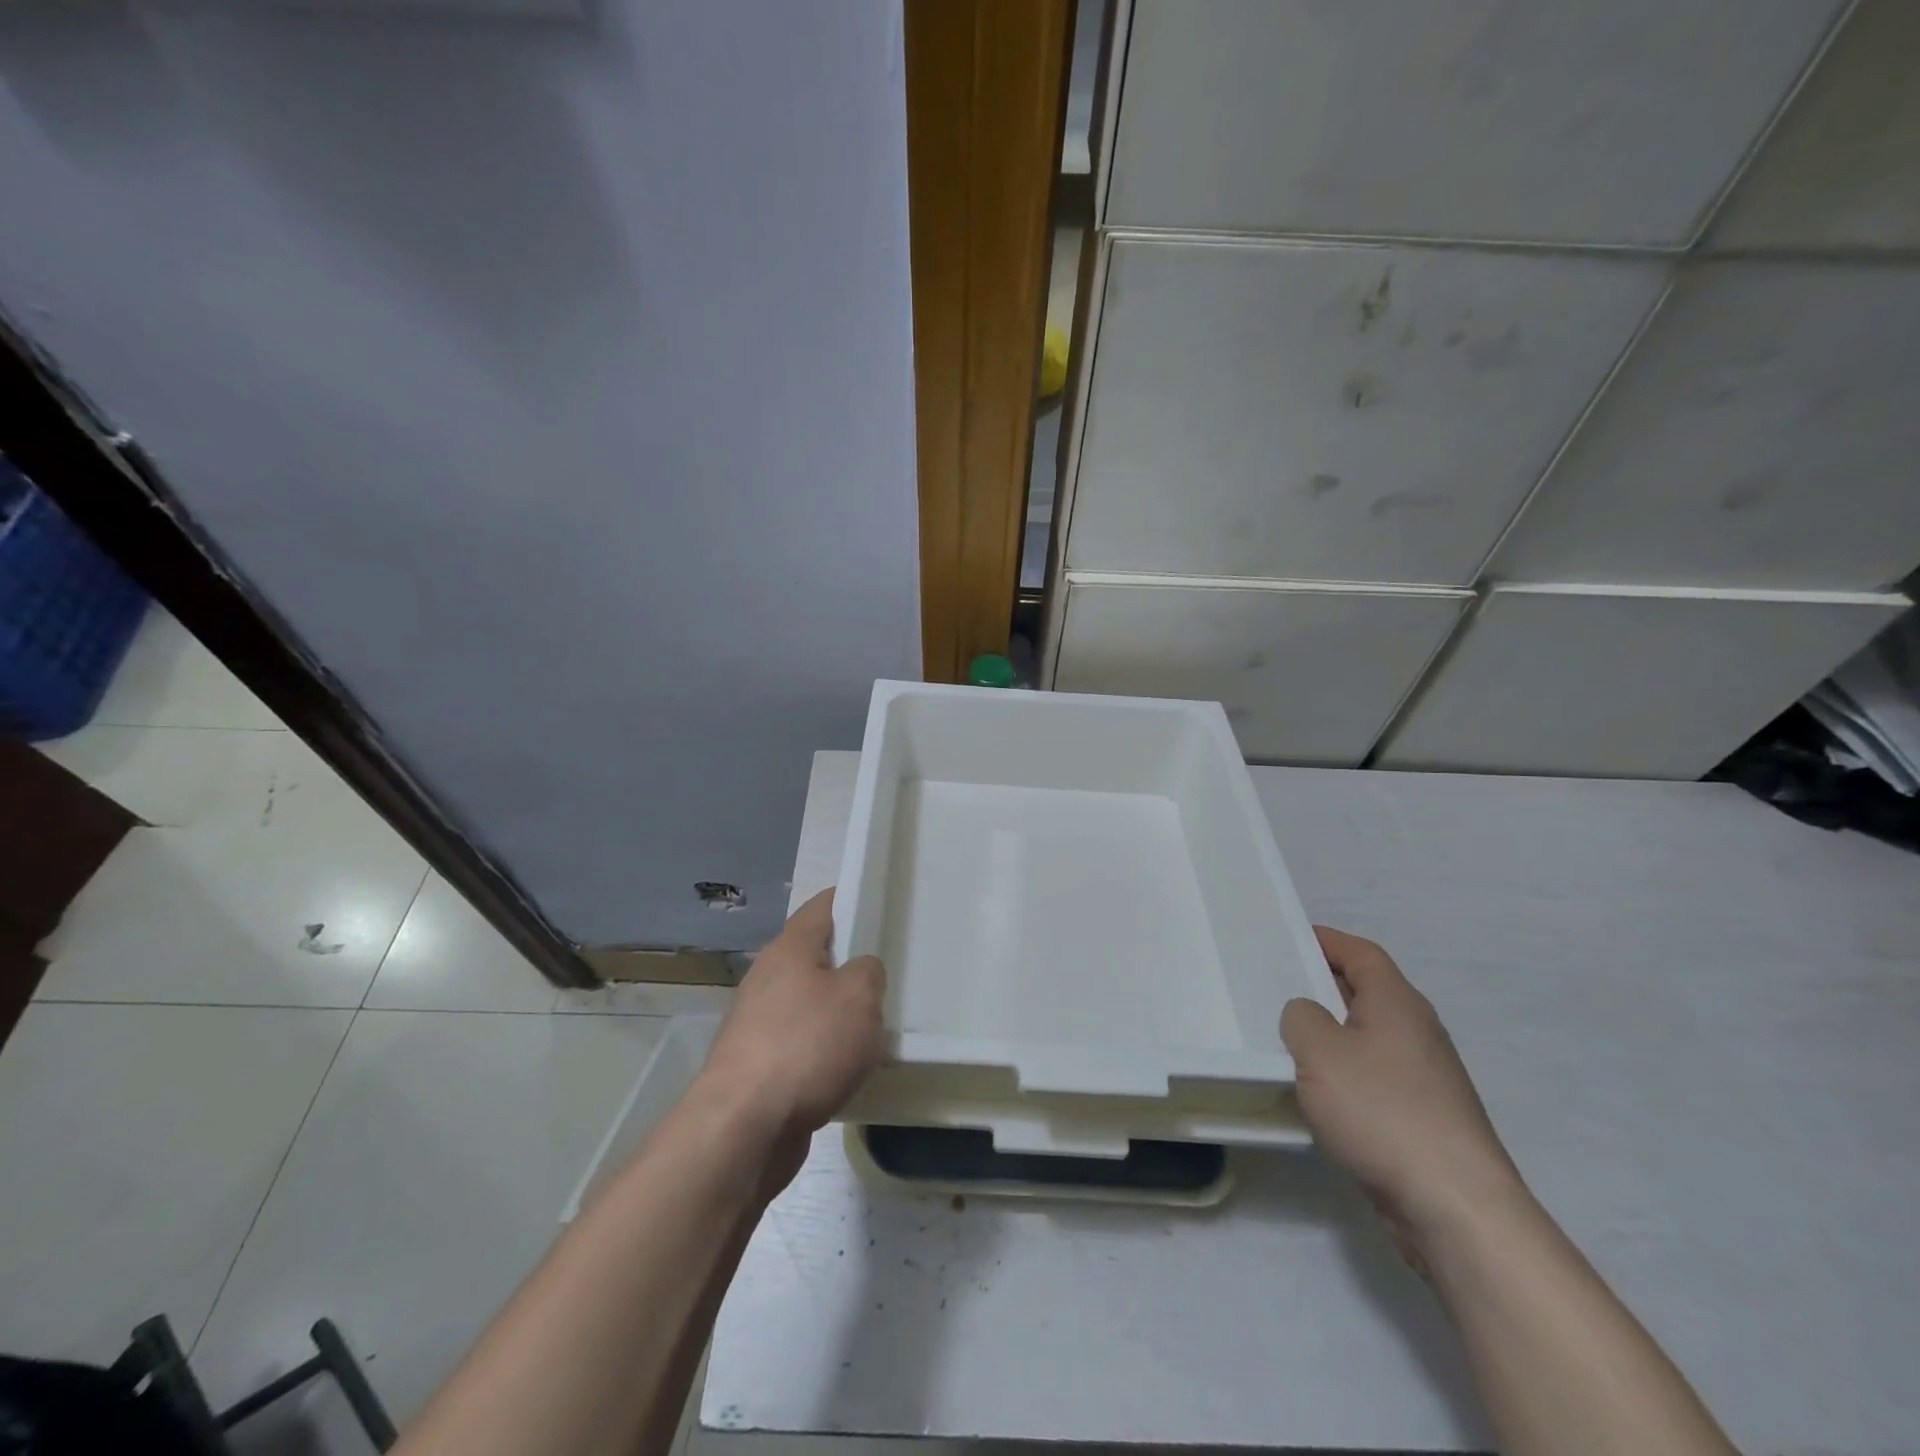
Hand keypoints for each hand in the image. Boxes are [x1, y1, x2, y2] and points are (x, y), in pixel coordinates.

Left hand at [697, 889, 885, 1170]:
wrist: (743, 1127)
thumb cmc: (806, 1046)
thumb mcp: (859, 997)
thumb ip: (869, 971)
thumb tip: (860, 972)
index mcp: (789, 949)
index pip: (823, 905)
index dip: (853, 900)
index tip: (882, 907)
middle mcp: (767, 977)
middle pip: (816, 956)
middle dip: (850, 963)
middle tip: (889, 973)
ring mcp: (757, 1022)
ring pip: (809, 1003)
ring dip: (838, 1012)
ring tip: (876, 1025)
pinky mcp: (757, 1064)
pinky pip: (801, 1043)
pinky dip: (824, 1050)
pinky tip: (849, 1067)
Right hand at [1282, 926, 1522, 1270]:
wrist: (1455, 1207)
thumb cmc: (1382, 1110)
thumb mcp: (1319, 1050)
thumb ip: (1300, 1018)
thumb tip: (1305, 1015)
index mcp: (1398, 1003)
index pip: (1361, 953)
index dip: (1326, 940)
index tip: (1287, 938)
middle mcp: (1417, 1032)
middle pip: (1365, 993)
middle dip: (1322, 987)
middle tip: (1274, 987)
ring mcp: (1425, 1078)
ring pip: (1367, 1038)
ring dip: (1330, 1035)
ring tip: (1285, 1041)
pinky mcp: (1423, 1119)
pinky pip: (1374, 1078)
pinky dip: (1343, 1075)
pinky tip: (1317, 1095)